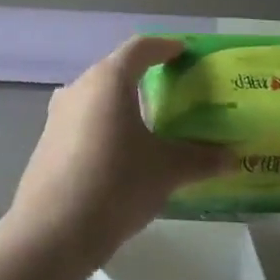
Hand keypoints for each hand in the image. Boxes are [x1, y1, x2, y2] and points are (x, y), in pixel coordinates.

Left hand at [8, 37, 226, 270]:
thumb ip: (200, 159)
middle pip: (116, 71)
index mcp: (108, 79)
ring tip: (150, 124)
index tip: (184, 53)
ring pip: (98, 98)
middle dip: (145, 78)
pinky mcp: (48, 141)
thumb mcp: (166, 171)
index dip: (164, 46)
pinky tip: (121, 154)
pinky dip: (106, 126)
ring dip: (123, 104)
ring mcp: (58, 115)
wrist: (51, 232)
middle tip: (175, 92)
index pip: (140, 48)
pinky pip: (84, 121)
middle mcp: (80, 87)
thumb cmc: (115, 185)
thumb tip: (231, 157)